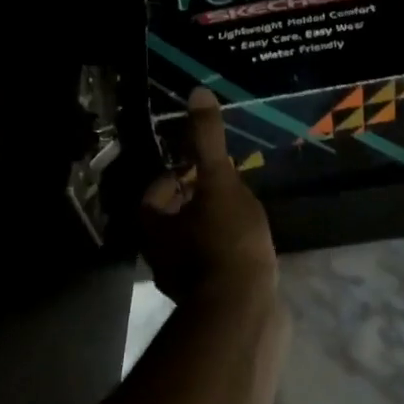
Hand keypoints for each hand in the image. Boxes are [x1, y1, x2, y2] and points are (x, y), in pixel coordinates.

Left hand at [140, 87, 277, 305]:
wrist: (243, 311)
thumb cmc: (225, 241)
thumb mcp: (219, 182)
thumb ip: (207, 141)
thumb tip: (196, 92)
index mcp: (155, 228)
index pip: (153, 195)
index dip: (174, 178)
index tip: (199, 169)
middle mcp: (161, 256)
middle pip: (171, 221)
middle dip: (193, 203)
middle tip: (223, 187)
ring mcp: (184, 283)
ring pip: (192, 245)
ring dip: (209, 229)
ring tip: (240, 214)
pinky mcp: (210, 300)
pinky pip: (213, 267)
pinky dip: (225, 253)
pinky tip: (250, 247)